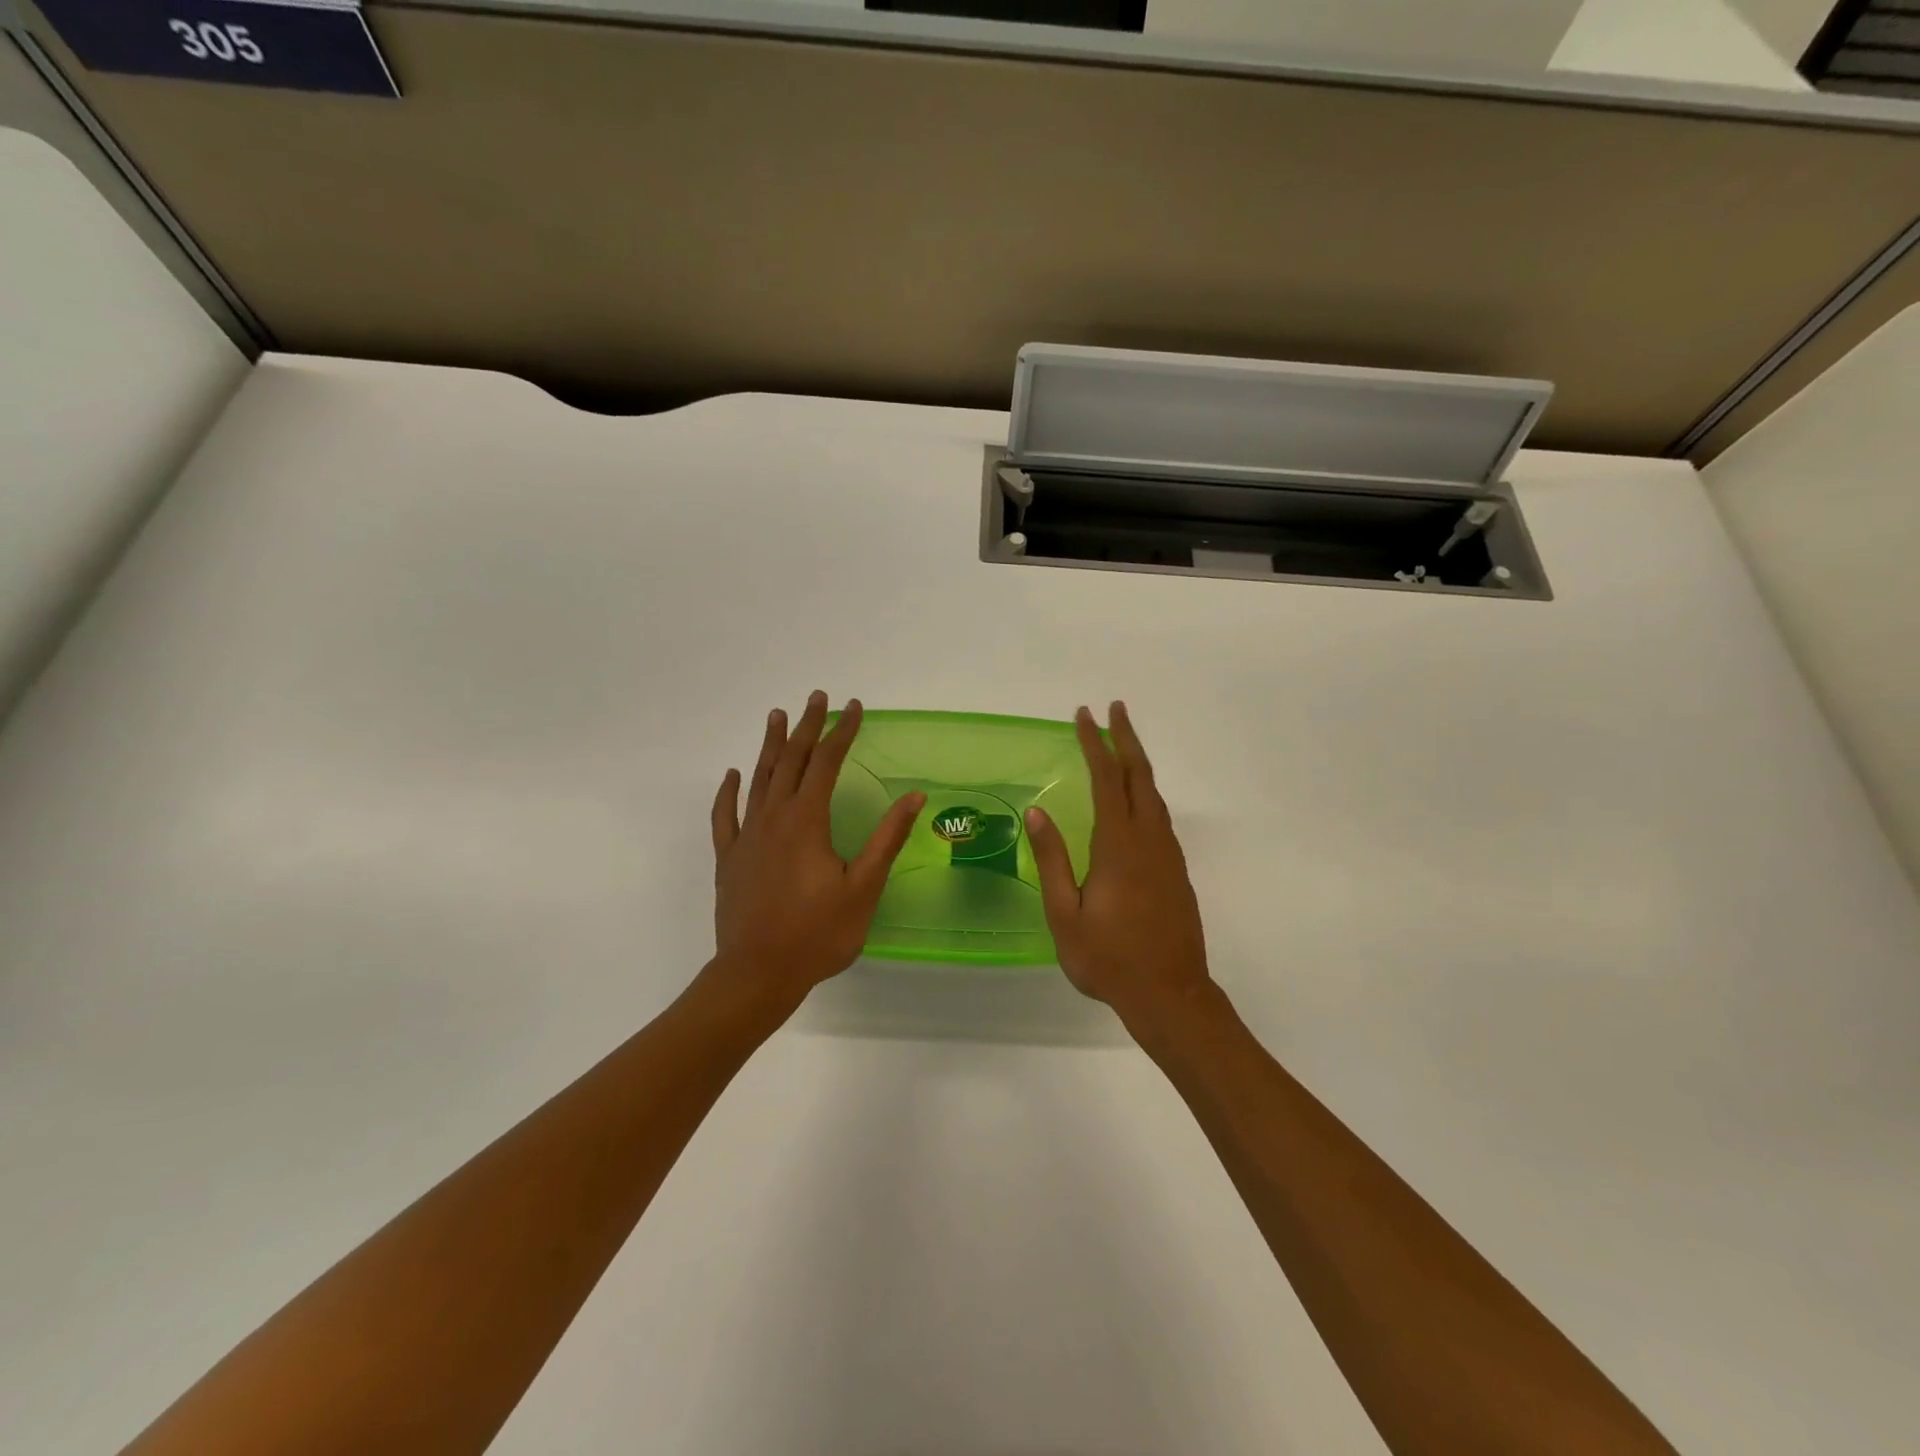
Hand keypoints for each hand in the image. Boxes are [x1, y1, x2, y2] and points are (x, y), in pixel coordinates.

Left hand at [708, 692, 924, 1014]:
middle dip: (807, 727)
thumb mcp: (863, 888)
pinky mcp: (728, 858)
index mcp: (807, 821)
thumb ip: (887, 838)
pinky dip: (729, 791)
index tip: (854, 707)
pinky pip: (725, 815)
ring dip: (770, 746)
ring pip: (758, 779)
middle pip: (791, 761)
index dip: (842, 732)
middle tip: (817, 697)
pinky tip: (732, 775)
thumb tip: (914, 796)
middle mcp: (773, 817)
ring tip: (777, 716)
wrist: (757, 973)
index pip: (827, 762)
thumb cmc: (817, 933)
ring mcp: (746, 836)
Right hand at [1026, 703, 1213, 1033]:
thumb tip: (1036, 812)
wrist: (1171, 995)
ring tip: (1123, 744)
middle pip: (1140, 776)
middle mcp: (1149, 840)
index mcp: (1119, 846)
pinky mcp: (1176, 871)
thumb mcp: (1066, 915)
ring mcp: (1168, 855)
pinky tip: (1136, 800)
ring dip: (1138, 763)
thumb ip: (1052, 860)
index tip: (1084, 715)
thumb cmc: (1109, 959)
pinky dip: (1146, 792)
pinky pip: (1160, 816)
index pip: (1107, 779)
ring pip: (1154, 795)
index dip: (1095, 744)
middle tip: (1114, 708)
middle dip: (1126, 738)